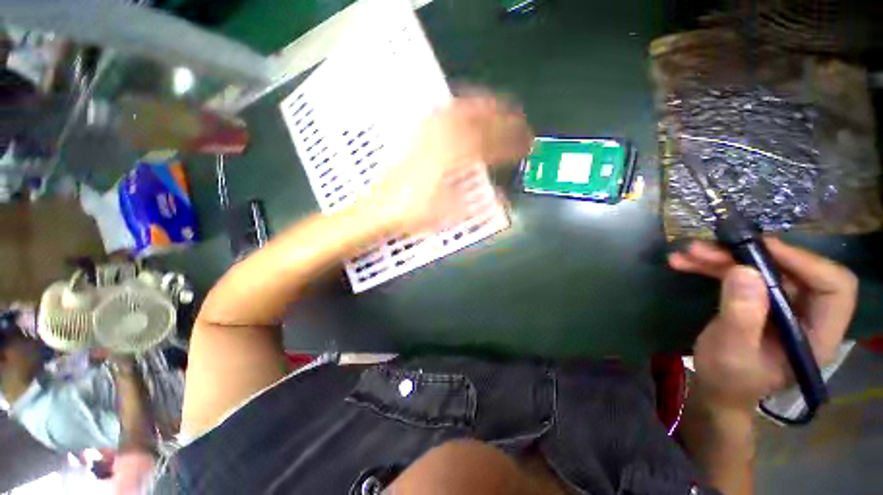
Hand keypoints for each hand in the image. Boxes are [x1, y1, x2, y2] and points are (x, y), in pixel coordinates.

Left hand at [364, 95, 532, 233]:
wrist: (378, 210)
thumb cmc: (412, 215)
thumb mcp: (447, 215)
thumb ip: (477, 205)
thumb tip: (503, 200)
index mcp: (448, 162)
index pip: (487, 145)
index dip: (510, 144)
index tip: (526, 145)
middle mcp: (439, 141)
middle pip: (477, 121)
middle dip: (503, 119)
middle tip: (520, 122)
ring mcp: (425, 134)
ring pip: (460, 109)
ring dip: (484, 105)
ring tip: (500, 107)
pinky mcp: (416, 134)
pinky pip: (443, 111)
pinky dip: (460, 104)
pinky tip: (465, 107)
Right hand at [669, 238, 857, 409]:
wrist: (716, 388)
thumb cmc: (728, 378)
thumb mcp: (732, 350)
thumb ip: (742, 314)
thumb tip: (744, 271)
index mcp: (817, 334)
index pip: (833, 286)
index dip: (804, 262)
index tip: (761, 249)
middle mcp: (807, 314)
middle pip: (791, 270)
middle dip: (749, 255)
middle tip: (708, 248)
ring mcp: (782, 306)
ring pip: (762, 268)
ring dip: (723, 258)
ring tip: (688, 254)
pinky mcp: (760, 301)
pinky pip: (741, 274)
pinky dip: (713, 267)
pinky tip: (685, 263)